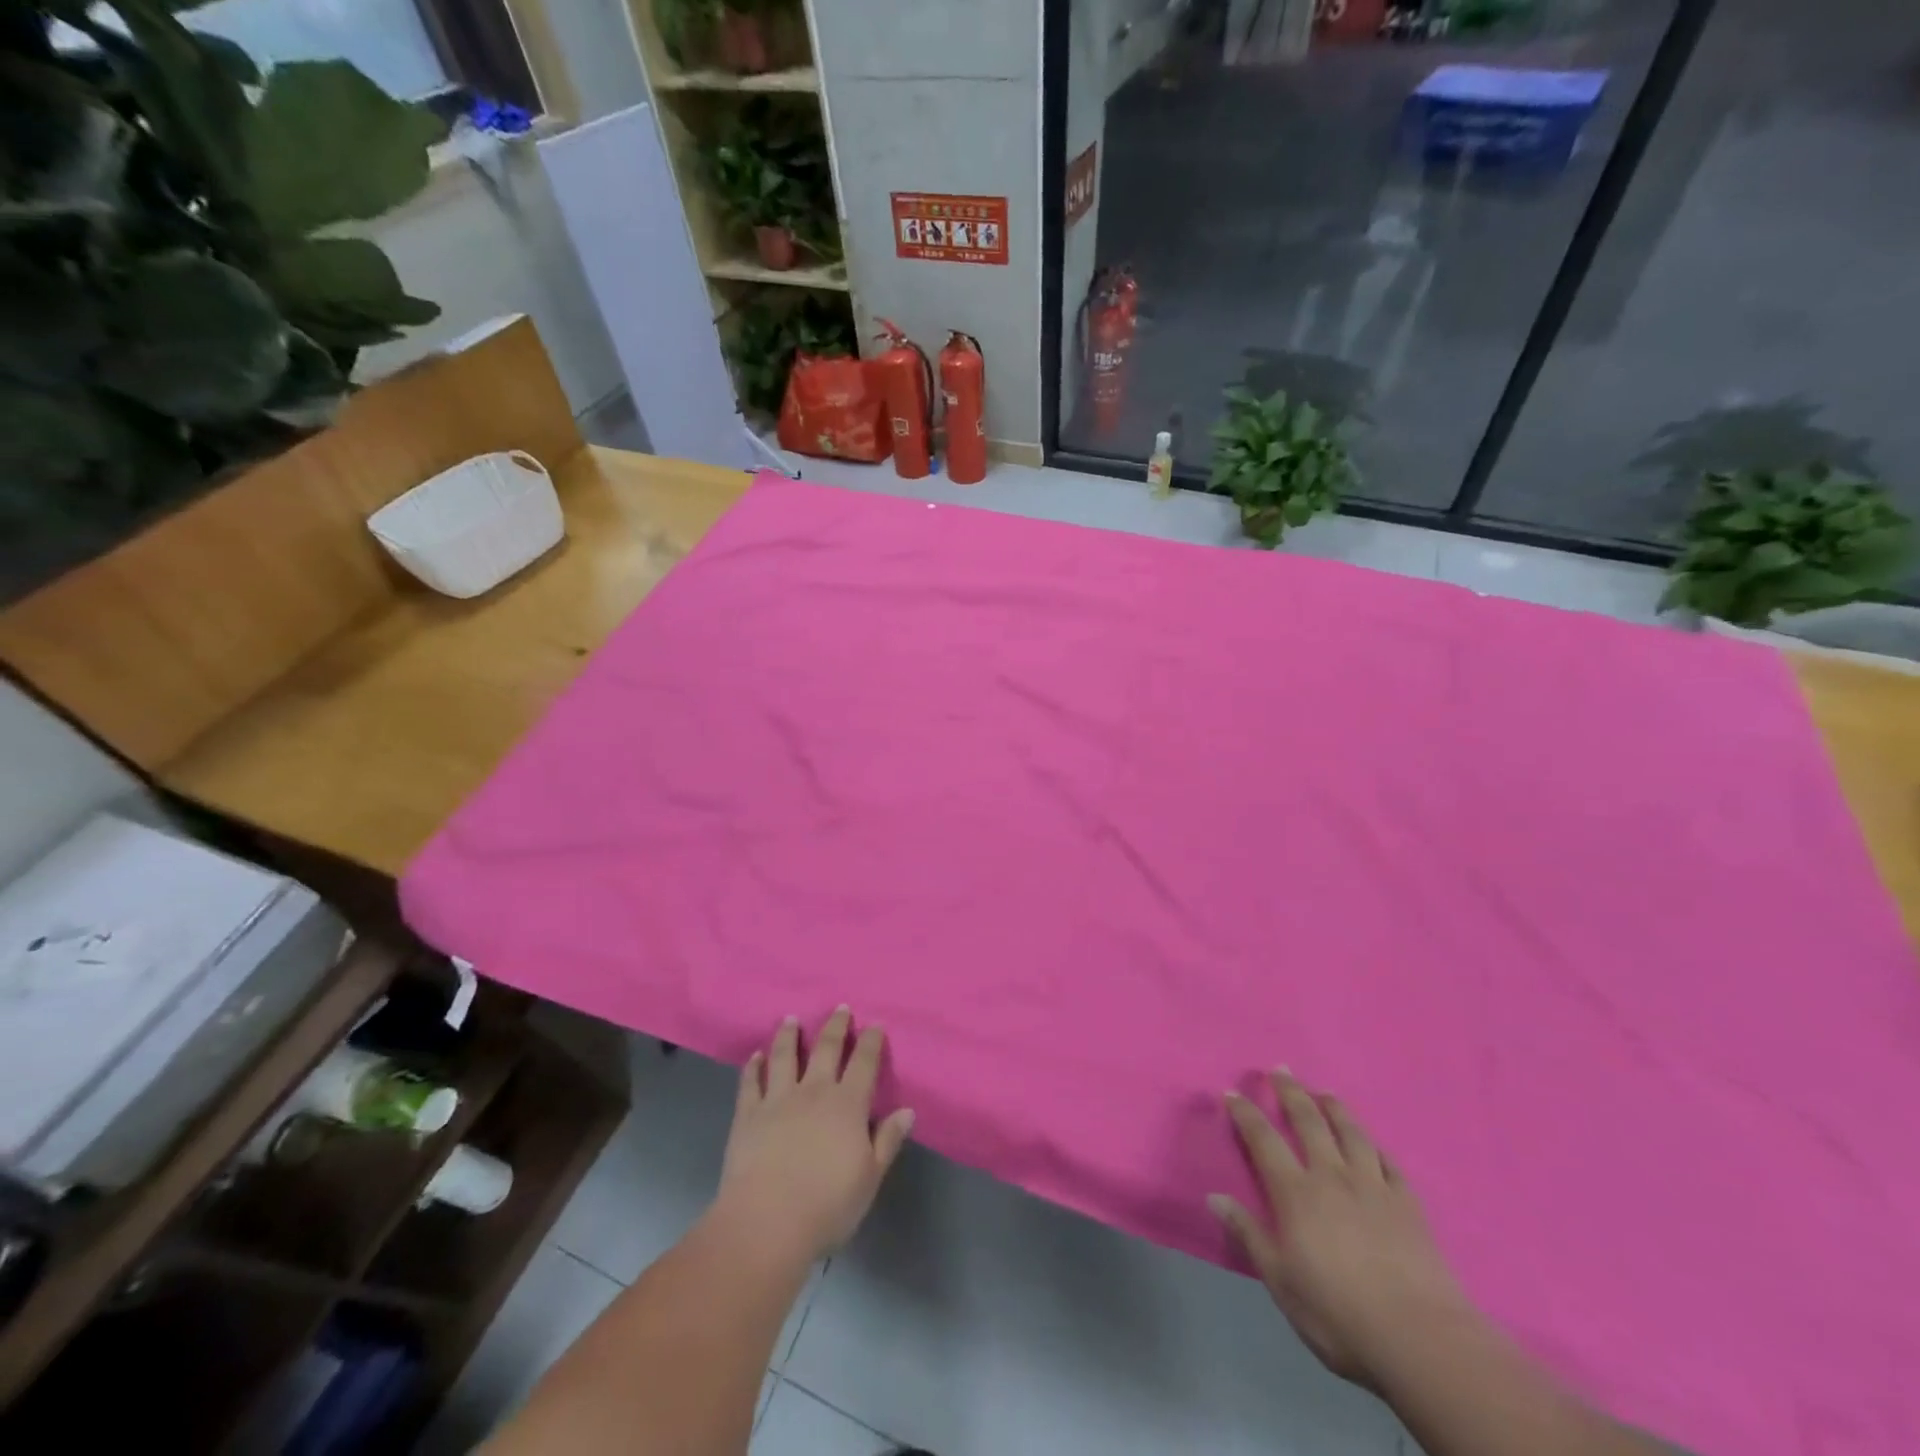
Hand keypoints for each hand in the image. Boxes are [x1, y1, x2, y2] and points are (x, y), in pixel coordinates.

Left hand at [715, 1007, 915, 1264]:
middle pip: (825, 1048)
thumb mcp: (869, 1178)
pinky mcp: (747, 1114)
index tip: (876, 1024)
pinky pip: (750, 1082)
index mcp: (847, 1105)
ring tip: (790, 1019)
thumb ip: (887, 1140)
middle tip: (840, 1008)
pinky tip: (754, 1056)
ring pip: (784, 1056)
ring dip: (789, 1035)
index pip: (864, 1063)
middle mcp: (813, 1091)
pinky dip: (753, 1066)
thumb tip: (907, 1110)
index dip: (871, 1041)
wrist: (766, 1224)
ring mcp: (777, 1099)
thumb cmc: (827, 1206)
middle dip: (835, 1026)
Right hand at [1209, 1069, 1472, 1390]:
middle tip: (1280, 1069)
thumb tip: (1214, 1196)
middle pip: (1308, 1121)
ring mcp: (1374, 1186)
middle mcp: (1332, 1176)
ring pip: (1351, 1132)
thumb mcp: (1280, 1280)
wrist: (1420, 1340)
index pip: (1263, 1139)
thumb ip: (1248, 1234)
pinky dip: (1375, 1146)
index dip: (1246, 1113)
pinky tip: (1371, 1143)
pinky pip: (1388, 1162)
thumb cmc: (1338, 1313)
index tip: (1232, 1093)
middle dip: (1290, 1092)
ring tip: (1324, 1092)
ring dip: (1334, 1107)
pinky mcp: (1408, 1204)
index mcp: (1296, 1192)